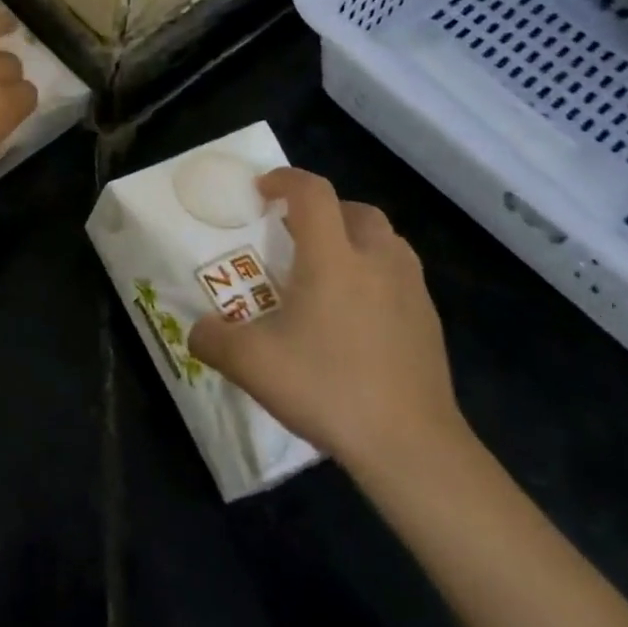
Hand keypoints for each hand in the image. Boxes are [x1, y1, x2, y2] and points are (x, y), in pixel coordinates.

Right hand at [188, 168, 466, 472]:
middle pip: (355, 209)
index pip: (312, 192)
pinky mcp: (429, 322)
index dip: (285, 180)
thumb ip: (212, 339)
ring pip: (386, 240)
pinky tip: (356, 316)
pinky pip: (400, 276)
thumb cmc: (327, 388)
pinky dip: (376, 275)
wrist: (411, 446)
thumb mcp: (250, 364)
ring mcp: (411, 291)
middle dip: (323, 210)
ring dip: (355, 240)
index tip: (262, 191)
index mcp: (332, 258)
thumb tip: (197, 330)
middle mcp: (377, 261)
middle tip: (295, 235)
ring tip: (328, 271)